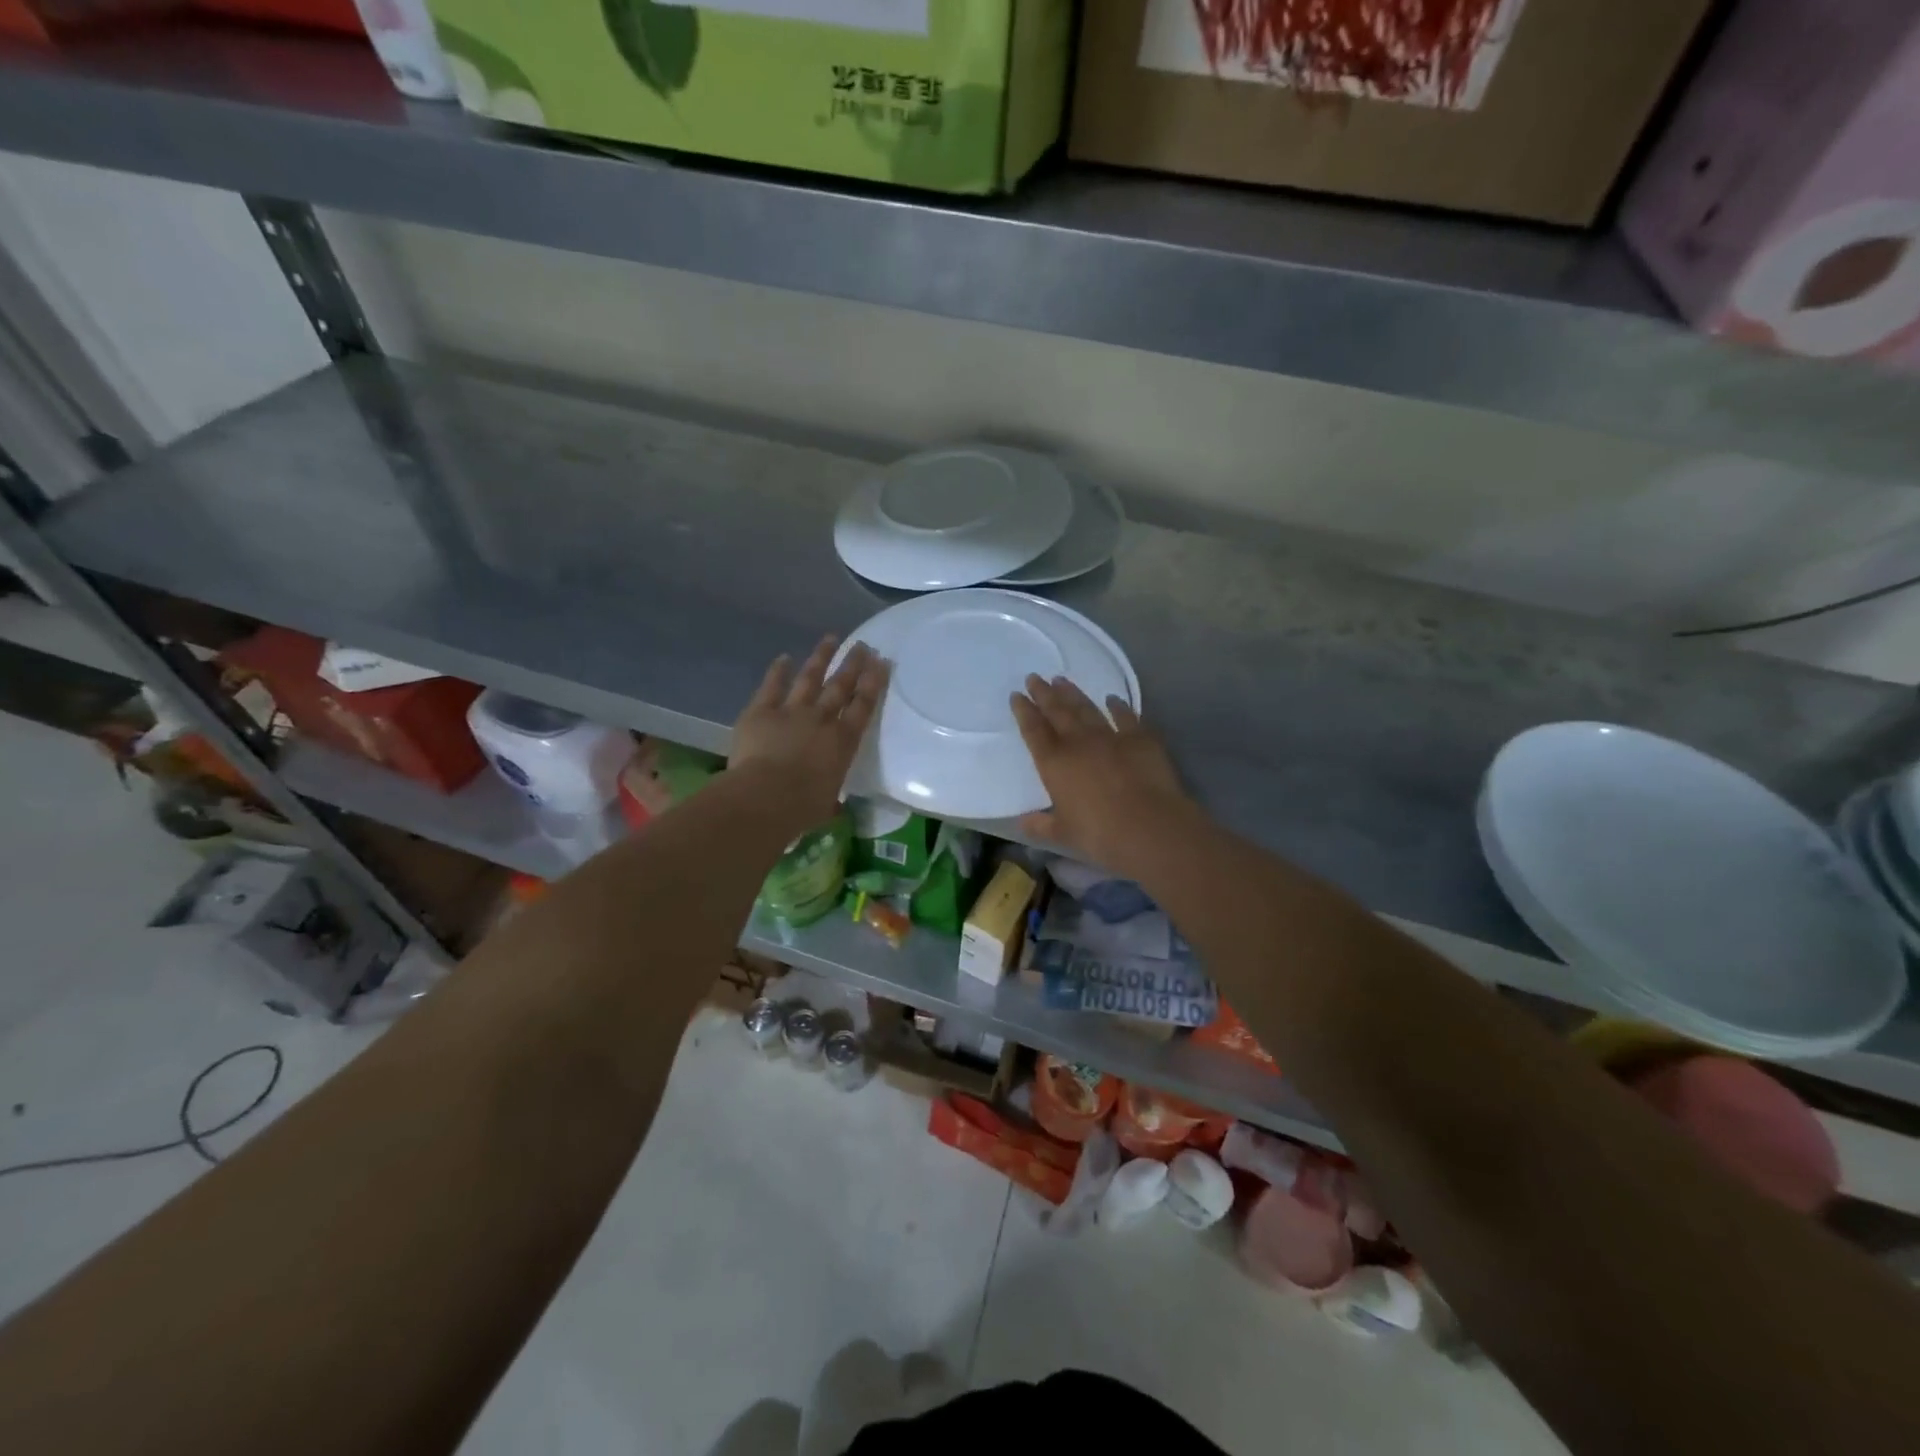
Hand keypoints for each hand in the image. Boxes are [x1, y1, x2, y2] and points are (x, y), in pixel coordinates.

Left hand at [731, 637, 887, 832]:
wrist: (765, 798)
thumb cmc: (802, 808)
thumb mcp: (825, 805)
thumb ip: (830, 799)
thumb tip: (832, 806)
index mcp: (843, 743)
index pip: (863, 706)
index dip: (874, 682)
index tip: (881, 662)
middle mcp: (822, 719)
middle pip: (841, 686)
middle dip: (853, 664)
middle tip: (863, 645)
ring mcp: (791, 711)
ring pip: (810, 678)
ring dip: (821, 657)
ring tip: (831, 639)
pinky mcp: (761, 711)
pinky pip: (771, 686)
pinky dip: (778, 671)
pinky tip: (784, 657)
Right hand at [1010, 675, 1194, 872]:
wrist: (1149, 826)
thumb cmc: (1100, 833)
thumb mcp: (1063, 834)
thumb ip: (1041, 825)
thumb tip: (1024, 822)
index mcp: (1054, 763)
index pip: (1033, 730)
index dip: (1024, 711)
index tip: (1017, 695)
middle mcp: (1078, 742)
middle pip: (1057, 711)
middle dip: (1044, 693)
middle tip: (1035, 677)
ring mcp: (1111, 736)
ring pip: (1086, 708)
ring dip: (1073, 693)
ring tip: (1062, 680)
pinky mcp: (1140, 738)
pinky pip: (1126, 717)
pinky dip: (1118, 706)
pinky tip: (1112, 699)